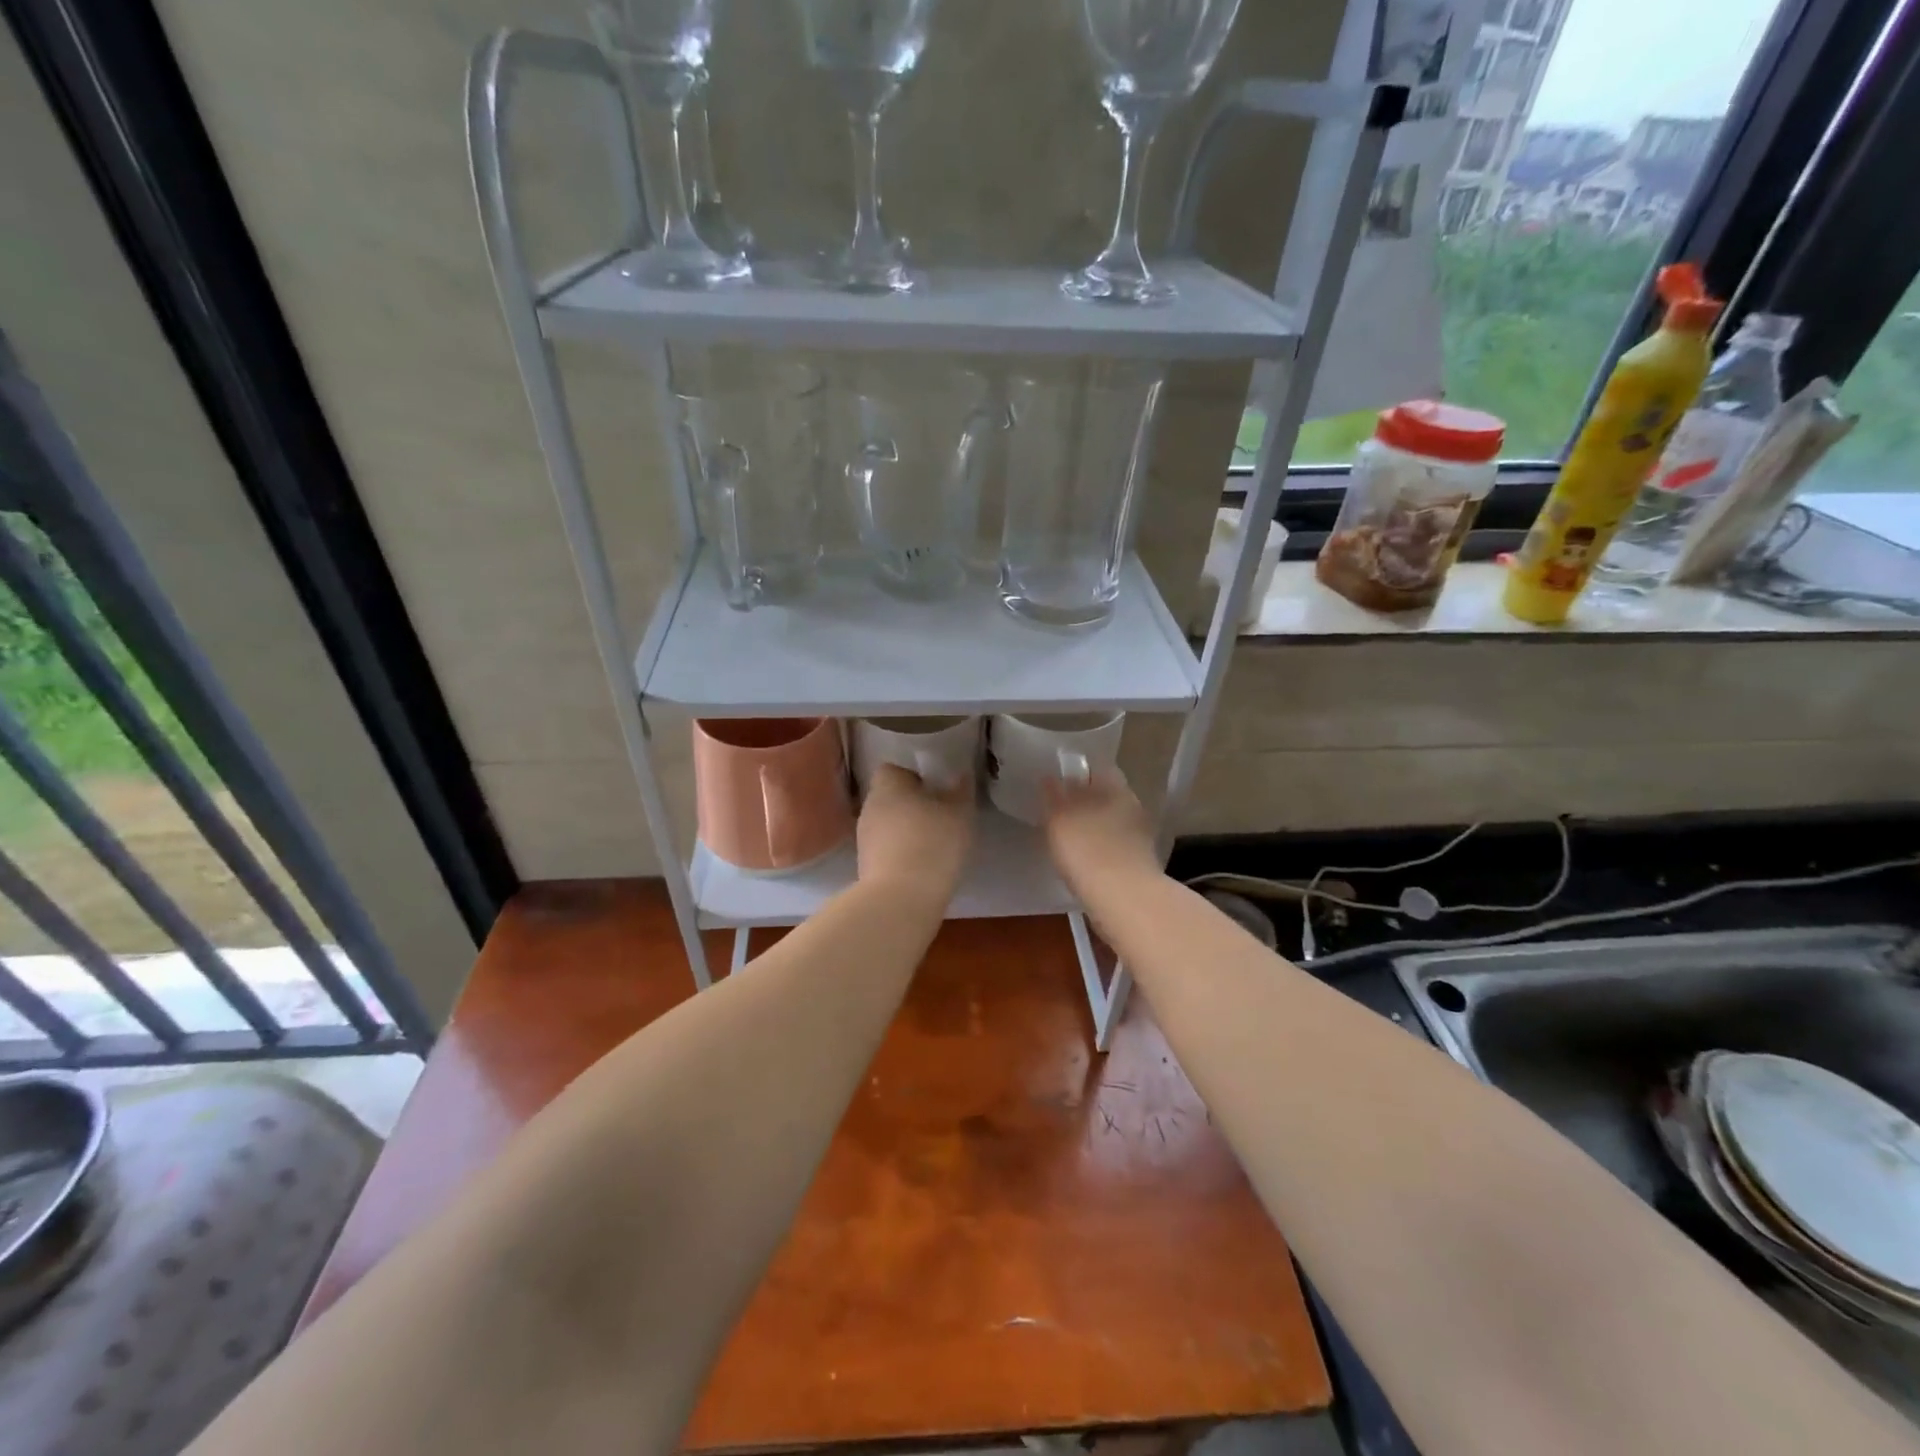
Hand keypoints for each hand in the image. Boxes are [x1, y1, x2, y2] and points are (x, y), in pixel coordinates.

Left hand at [856, 764, 973, 906]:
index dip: (914, 777)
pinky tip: (921, 867)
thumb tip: (960, 775)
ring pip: (887, 825)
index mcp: (887, 785)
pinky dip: (900, 854)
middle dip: (911, 805)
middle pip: (889, 798)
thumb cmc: (933, 843)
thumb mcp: (960, 813)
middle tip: (939, 817)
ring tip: (932, 845)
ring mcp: (863, 838)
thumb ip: (961, 790)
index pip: (893, 770)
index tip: (935, 791)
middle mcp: (869, 806)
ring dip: (905, 831)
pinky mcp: (864, 866)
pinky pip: (885, 850)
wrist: (901, 898)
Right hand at [1041, 767, 1160, 902]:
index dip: (1078, 774)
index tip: (1059, 784)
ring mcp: (1140, 835)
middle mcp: (1132, 806)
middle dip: (1087, 801)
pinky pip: (1115, 847)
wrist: (1124, 899)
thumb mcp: (1059, 819)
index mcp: (1115, 787)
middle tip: (1061, 812)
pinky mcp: (1140, 863)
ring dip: (1094, 827)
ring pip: (1112, 822)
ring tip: (1070, 839)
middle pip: (1106, 796)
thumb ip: (1053, 796)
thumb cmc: (1087, 851)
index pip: (1098, 769)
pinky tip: (1085, 862)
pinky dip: (1101, 850)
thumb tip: (1049, 778)